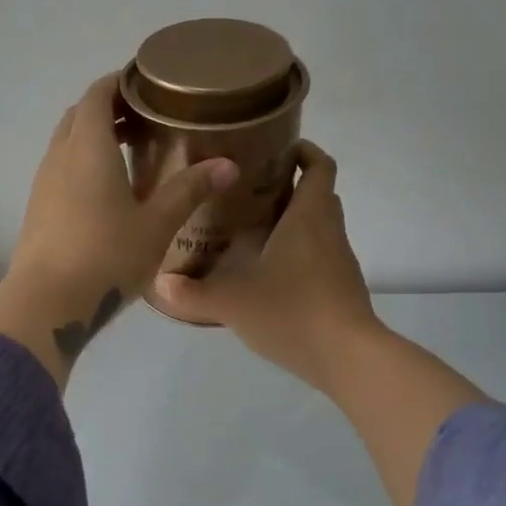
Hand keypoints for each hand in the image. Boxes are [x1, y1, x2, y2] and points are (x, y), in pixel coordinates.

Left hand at [0, 74, 237, 385]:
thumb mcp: (156, 224)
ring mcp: (43, 184)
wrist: (46, 302)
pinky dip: (82, 163)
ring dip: (94, 137)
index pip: (98, 94)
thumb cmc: (106, 256)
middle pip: (80, 115)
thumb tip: (228, 165)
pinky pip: (60, 169)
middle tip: (146, 118)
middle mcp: (59, 156)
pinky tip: (106, 192)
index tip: (147, 84)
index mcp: (88, 147)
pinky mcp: (37, 210)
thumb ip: (189, 190)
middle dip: (109, 108)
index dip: (120, 82)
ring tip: (130, 151)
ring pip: (67, 143)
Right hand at [152, 143, 381, 396]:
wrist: (348, 357)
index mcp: (308, 217)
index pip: (319, 167)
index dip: (304, 151)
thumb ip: (192, 293)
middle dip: (289, 187)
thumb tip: (157, 283)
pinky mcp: (340, 288)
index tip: (277, 148)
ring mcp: (339, 262)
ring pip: (318, 228)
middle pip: (318, 195)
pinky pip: (318, 257)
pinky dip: (296, 254)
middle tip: (248, 190)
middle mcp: (329, 232)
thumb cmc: (293, 311)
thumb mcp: (233, 302)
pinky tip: (266, 274)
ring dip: (292, 222)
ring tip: (250, 231)